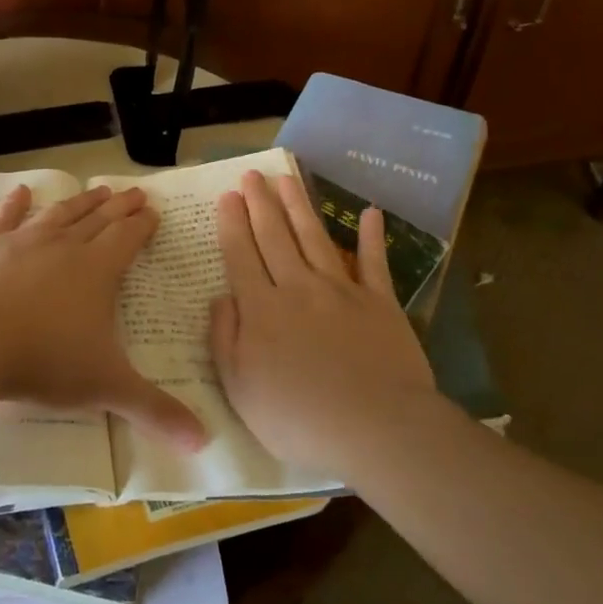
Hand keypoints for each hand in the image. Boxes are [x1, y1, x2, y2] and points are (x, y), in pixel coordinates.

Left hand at [0, 185, 207, 449]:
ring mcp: (22, 242)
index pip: (127, 238)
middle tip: (132, 192)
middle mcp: (64, 247)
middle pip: (97, 220)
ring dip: (79, 202)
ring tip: (95, 189)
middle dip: (118, 206)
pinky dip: (15, 204)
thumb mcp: (105, 388)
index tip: (152, 211)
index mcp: (97, 271)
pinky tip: (22, 192)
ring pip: (59, 215)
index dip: (142, 225)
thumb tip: (204, 442)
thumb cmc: (44, 360)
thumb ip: (154, 411)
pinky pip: (4, 219)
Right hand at [211, 171, 436, 480]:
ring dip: (298, 205)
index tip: (227, 197)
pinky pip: (374, 262)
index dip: (232, 224)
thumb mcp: (240, 388)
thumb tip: (222, 296)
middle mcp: (297, 288)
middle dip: (260, 203)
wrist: (376, 428)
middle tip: (251, 175)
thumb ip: (225, 338)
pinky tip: (370, 213)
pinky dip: (372, 237)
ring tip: (286, 178)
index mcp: (261, 309)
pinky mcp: (380, 302)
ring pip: (314, 238)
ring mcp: (341, 291)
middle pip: (274, 236)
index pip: (241, 255)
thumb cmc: (299, 418)